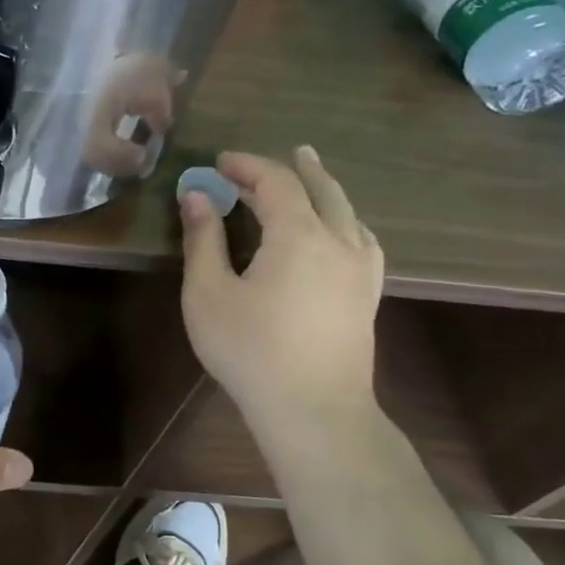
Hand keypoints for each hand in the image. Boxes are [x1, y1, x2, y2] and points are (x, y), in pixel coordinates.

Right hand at [179, 147, 384, 443]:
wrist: (314, 409)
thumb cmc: (250, 350)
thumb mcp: (208, 293)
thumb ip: (203, 240)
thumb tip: (196, 196)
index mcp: (298, 235)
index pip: (275, 182)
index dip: (247, 166)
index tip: (218, 163)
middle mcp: (339, 241)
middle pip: (320, 190)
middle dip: (294, 168)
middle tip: (275, 155)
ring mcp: (362, 269)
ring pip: (349, 212)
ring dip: (325, 190)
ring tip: (312, 176)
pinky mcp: (368, 295)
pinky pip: (363, 240)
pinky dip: (347, 221)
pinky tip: (345, 230)